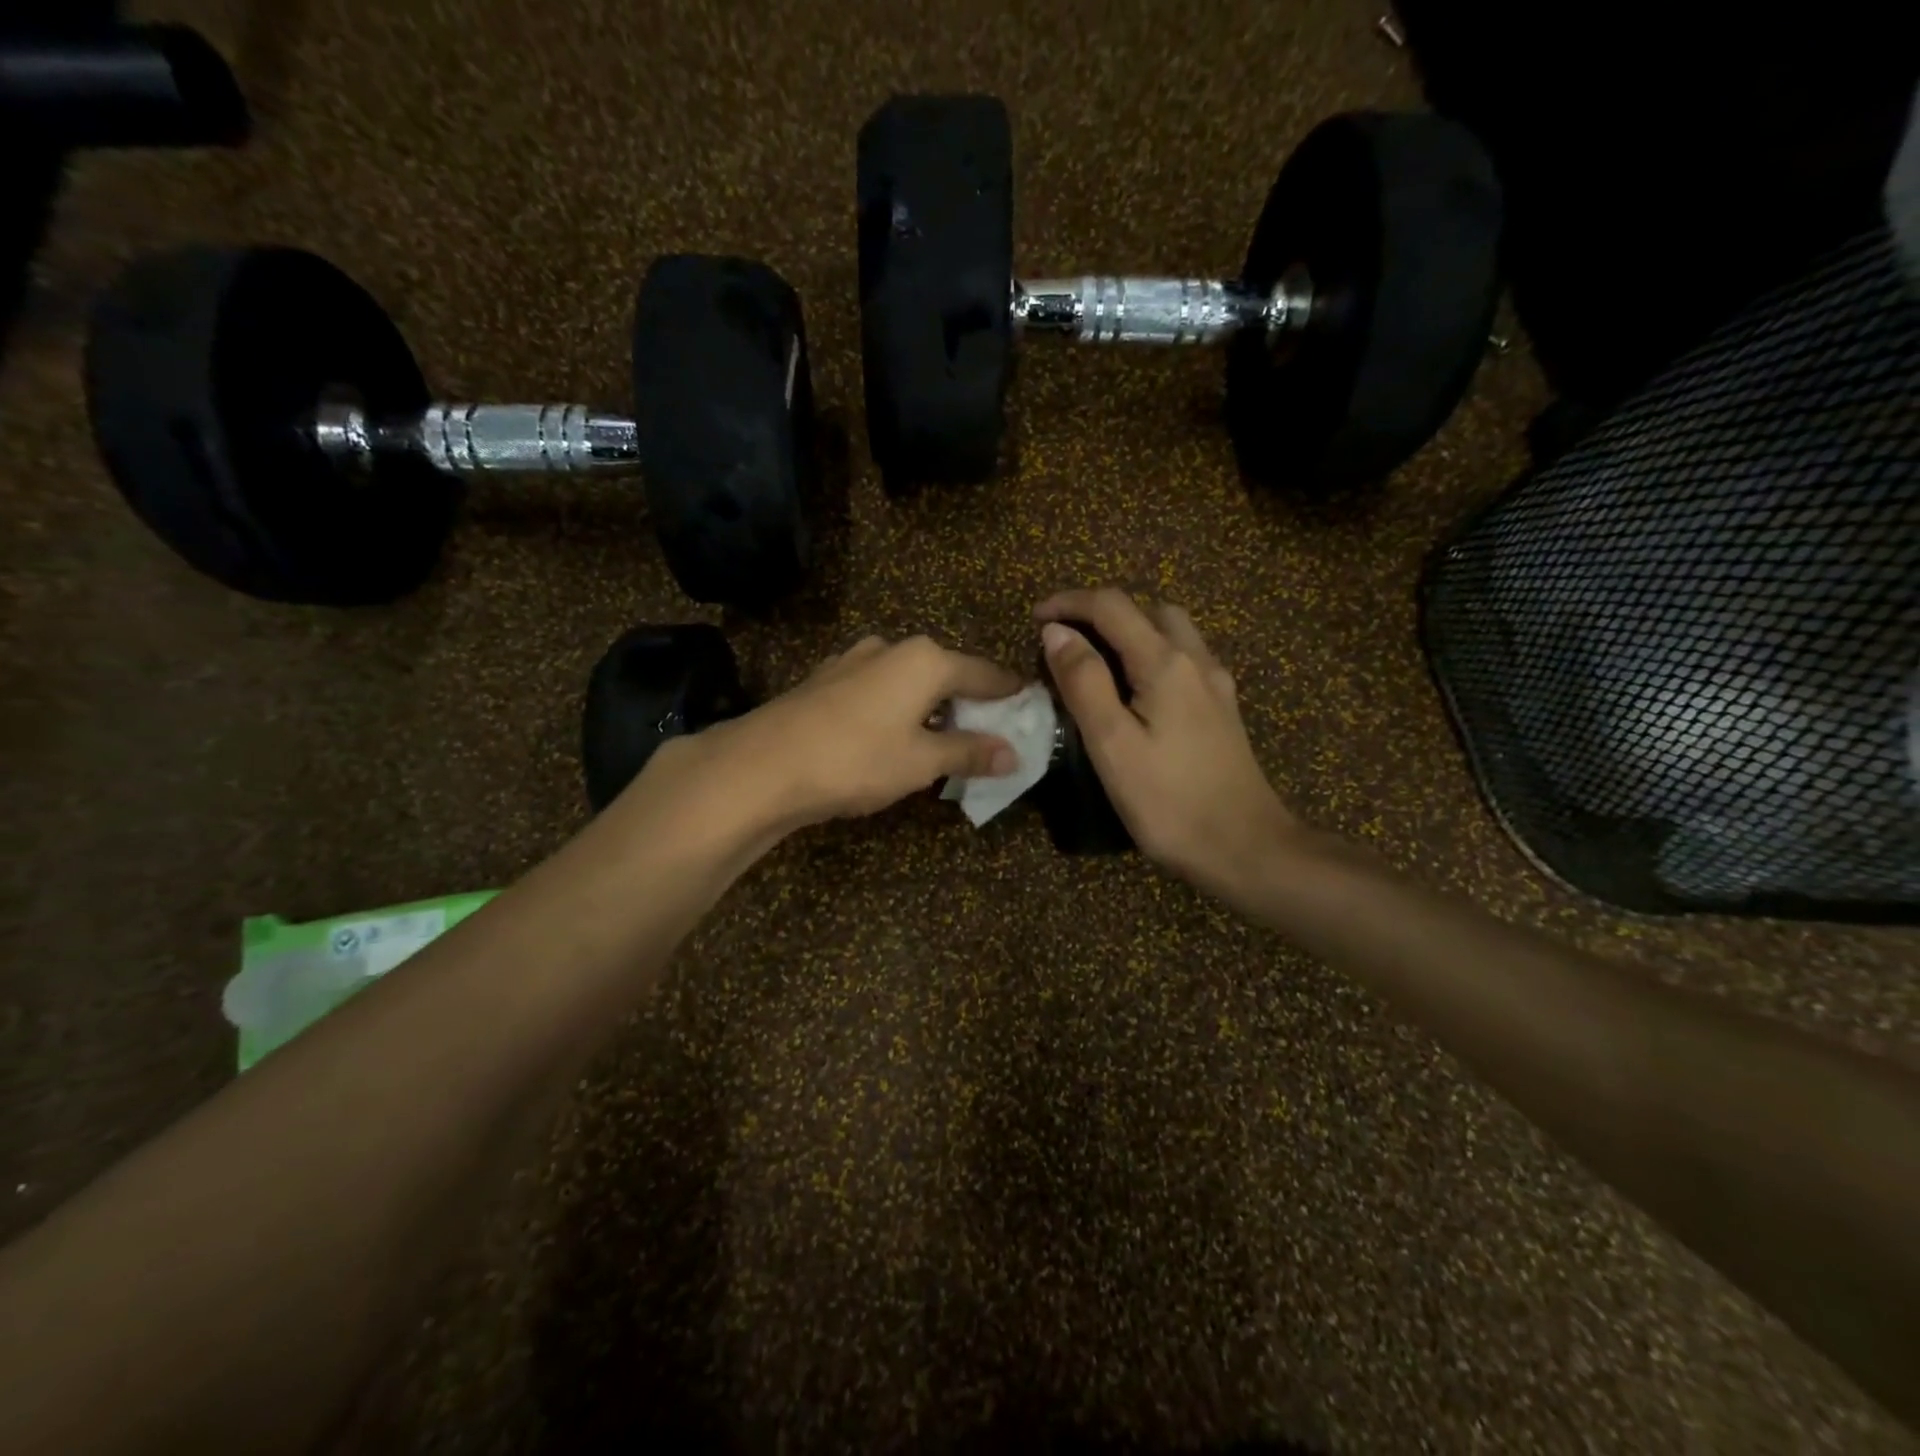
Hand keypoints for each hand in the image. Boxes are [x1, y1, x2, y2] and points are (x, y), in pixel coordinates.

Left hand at [660, 634, 1021, 832]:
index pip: (984, 673)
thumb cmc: (857, 759)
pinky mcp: (826, 679)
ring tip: (941, 740)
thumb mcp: (922, 761)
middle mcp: (892, 648)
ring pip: (909, 681)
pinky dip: (896, 708)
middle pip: (946, 673)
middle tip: (988, 733)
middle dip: (969, 702)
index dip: (1009, 693)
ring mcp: (853, 660)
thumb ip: (969, 752)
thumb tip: (1013, 754)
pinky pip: (878, 690)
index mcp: (925, 660)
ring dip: (930, 706)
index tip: (1029, 706)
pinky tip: (889, 737)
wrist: (764, 764)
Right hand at [1036, 589, 1302, 903]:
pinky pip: (1183, 658)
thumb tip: (1056, 632)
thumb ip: (1083, 682)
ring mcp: (1215, 684)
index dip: (1069, 603)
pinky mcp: (1222, 708)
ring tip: (1096, 660)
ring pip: (1171, 631)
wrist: (1247, 849)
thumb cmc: (1169, 802)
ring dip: (1130, 629)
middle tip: (1065, 640)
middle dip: (1101, 612)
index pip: (1112, 606)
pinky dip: (1151, 653)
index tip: (1034, 619)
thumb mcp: (1112, 744)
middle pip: (1147, 609)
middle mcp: (1196, 660)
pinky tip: (1136, 690)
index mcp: (1165, 663)